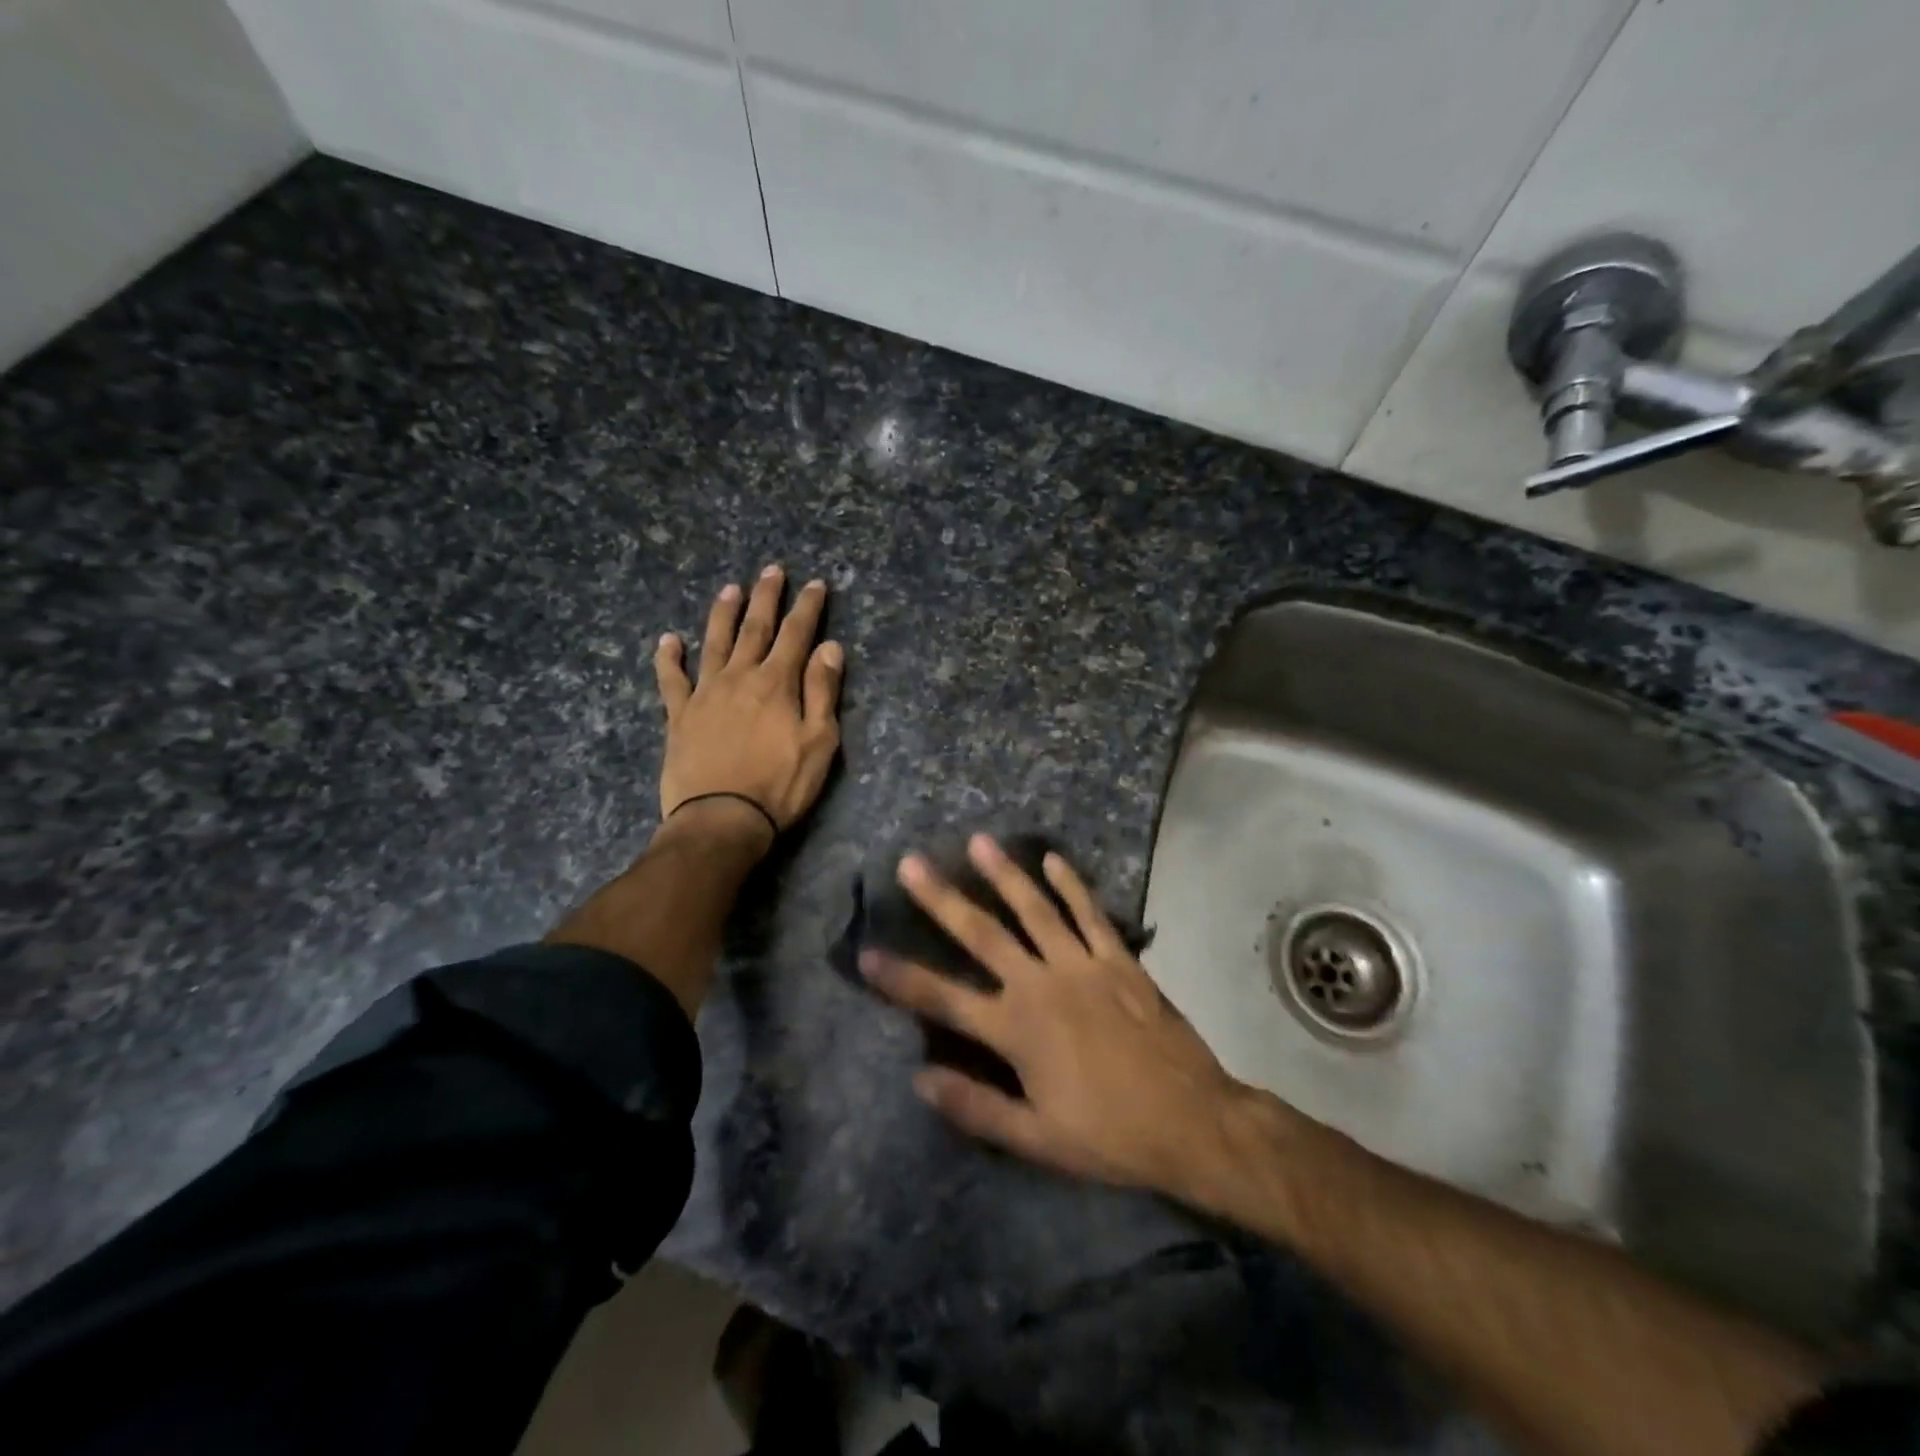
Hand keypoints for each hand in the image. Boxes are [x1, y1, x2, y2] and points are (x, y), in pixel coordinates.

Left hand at [654, 566, 843, 842]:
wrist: (721, 819)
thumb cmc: (780, 785)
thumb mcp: (819, 742)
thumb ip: (822, 691)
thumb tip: (830, 648)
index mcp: (777, 683)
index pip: (796, 634)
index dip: (807, 608)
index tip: (814, 584)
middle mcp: (740, 677)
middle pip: (755, 628)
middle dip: (766, 597)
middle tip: (772, 570)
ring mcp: (705, 693)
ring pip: (714, 642)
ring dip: (723, 613)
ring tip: (730, 589)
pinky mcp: (679, 715)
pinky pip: (671, 679)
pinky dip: (669, 657)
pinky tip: (668, 640)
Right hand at [861, 834, 1253, 1196]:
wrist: (1192, 1122)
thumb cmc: (1109, 1135)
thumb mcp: (1036, 1139)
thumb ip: (977, 1106)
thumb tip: (920, 1078)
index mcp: (1016, 1030)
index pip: (944, 998)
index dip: (901, 978)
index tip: (867, 952)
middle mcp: (1041, 985)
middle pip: (982, 934)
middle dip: (942, 899)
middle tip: (912, 863)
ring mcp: (1082, 965)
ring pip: (1034, 909)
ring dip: (1004, 874)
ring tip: (978, 841)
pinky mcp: (1118, 960)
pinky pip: (1090, 913)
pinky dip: (1071, 885)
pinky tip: (1053, 859)